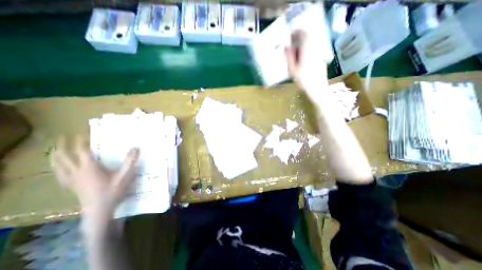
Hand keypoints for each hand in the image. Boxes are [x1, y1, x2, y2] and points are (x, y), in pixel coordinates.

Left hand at [52, 136, 140, 220]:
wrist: (100, 210)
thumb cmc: (113, 191)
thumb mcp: (125, 175)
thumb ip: (130, 161)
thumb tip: (136, 147)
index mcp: (90, 168)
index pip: (83, 152)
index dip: (81, 142)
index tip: (81, 134)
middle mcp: (77, 173)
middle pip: (65, 158)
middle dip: (63, 147)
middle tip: (62, 138)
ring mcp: (72, 180)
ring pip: (58, 167)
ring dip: (56, 157)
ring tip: (55, 150)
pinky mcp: (72, 186)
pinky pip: (60, 175)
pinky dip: (58, 168)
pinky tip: (59, 169)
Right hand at [283, 31, 328, 103]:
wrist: (317, 88)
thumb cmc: (303, 80)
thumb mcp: (293, 69)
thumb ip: (289, 57)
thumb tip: (286, 47)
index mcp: (308, 49)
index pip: (303, 33)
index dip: (296, 33)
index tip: (290, 36)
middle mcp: (316, 47)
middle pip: (308, 38)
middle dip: (299, 40)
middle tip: (292, 48)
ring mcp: (320, 52)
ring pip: (311, 44)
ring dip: (303, 46)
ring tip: (296, 55)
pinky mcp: (322, 58)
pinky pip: (314, 50)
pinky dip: (308, 51)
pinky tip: (303, 60)